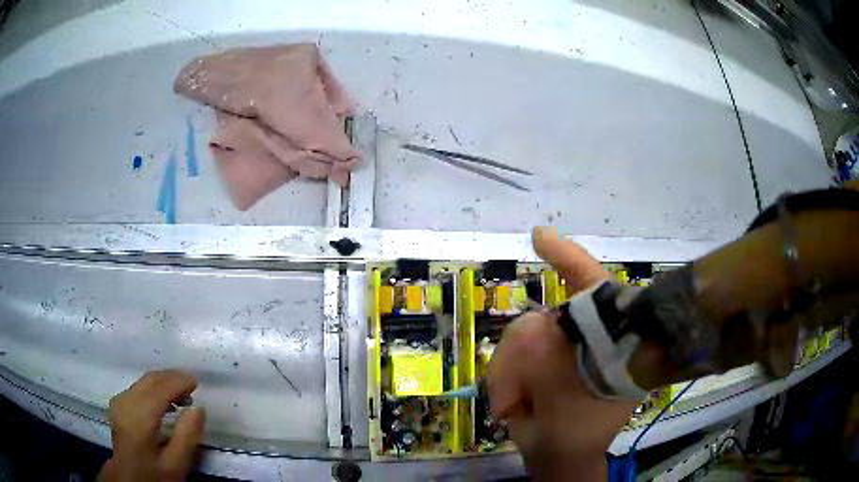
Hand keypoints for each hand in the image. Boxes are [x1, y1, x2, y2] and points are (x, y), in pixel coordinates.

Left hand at [98, 370, 205, 481]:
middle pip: (150, 380)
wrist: (129, 480)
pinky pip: (139, 387)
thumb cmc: (154, 475)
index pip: (159, 388)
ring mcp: (119, 402)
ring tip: (183, 396)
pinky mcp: (118, 404)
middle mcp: (125, 402)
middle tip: (193, 387)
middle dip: (172, 378)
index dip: (179, 382)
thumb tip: (198, 409)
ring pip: (144, 382)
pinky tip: (165, 401)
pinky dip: (154, 388)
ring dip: (164, 383)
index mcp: (138, 417)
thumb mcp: (176, 465)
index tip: (197, 383)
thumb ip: (187, 437)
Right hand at [487, 227, 635, 480]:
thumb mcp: (559, 399)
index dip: (569, 259)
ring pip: (522, 336)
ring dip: (509, 373)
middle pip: (546, 318)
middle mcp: (589, 337)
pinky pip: (513, 352)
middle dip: (521, 356)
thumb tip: (527, 327)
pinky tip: (509, 404)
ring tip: (512, 407)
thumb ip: (542, 359)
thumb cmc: (575, 432)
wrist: (560, 458)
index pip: (595, 288)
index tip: (538, 237)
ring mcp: (564, 349)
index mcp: (611, 341)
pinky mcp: (540, 360)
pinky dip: (503, 375)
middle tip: (512, 398)